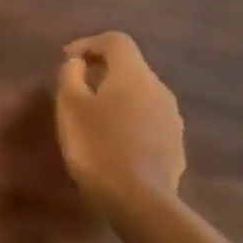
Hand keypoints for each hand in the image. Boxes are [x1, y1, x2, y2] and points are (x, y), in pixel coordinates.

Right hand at [55, 32, 185, 211]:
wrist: (140, 201)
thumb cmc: (97, 146)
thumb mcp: (70, 106)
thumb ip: (71, 76)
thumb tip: (79, 64)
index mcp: (134, 75)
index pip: (116, 41)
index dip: (89, 43)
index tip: (67, 59)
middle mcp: (159, 89)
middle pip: (130, 67)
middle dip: (102, 71)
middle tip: (76, 87)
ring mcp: (172, 119)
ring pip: (140, 95)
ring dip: (116, 96)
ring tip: (92, 116)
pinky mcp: (175, 145)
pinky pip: (148, 119)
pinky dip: (128, 119)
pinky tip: (112, 141)